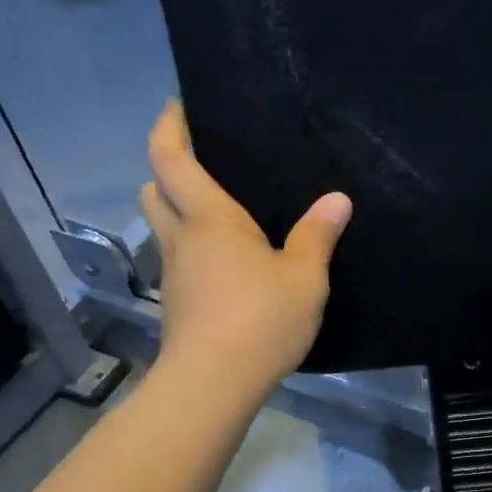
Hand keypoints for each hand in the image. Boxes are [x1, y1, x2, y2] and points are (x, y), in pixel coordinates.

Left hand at [139, 102, 350, 393]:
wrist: (212, 384)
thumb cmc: (259, 320)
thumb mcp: (304, 278)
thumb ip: (318, 236)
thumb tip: (338, 199)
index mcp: (210, 218)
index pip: (170, 157)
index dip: (168, 127)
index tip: (177, 107)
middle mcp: (182, 240)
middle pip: (153, 191)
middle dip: (166, 172)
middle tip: (198, 166)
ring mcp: (174, 276)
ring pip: (163, 231)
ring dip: (177, 216)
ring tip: (219, 220)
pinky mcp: (176, 308)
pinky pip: (179, 264)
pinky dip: (193, 254)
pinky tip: (225, 270)